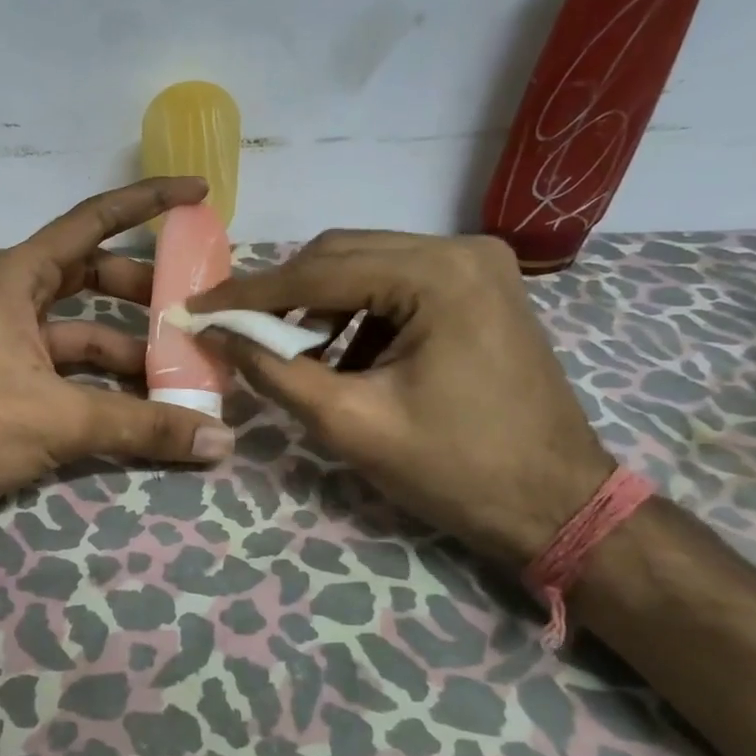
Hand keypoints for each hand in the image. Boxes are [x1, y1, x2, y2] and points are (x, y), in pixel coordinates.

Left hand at [0, 178, 235, 533]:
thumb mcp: (60, 417)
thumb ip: (142, 426)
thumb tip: (221, 440)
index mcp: (20, 278)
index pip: (93, 219)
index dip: (147, 201)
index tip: (197, 193)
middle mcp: (15, 301)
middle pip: (93, 278)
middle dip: (144, 292)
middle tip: (193, 309)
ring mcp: (9, 344)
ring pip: (83, 333)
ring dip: (128, 350)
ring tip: (180, 372)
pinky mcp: (6, 385)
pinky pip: (68, 372)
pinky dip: (103, 386)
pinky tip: (139, 410)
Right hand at [189, 230, 613, 569]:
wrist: (559, 507)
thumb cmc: (457, 471)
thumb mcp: (351, 423)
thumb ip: (275, 370)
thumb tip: (216, 333)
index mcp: (437, 275)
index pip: (319, 272)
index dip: (249, 292)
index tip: (195, 306)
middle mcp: (460, 249)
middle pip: (341, 255)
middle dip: (283, 294)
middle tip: (237, 329)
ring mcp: (475, 263)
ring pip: (365, 264)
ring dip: (318, 303)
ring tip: (289, 349)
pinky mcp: (479, 285)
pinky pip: (395, 282)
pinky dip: (356, 312)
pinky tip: (340, 353)